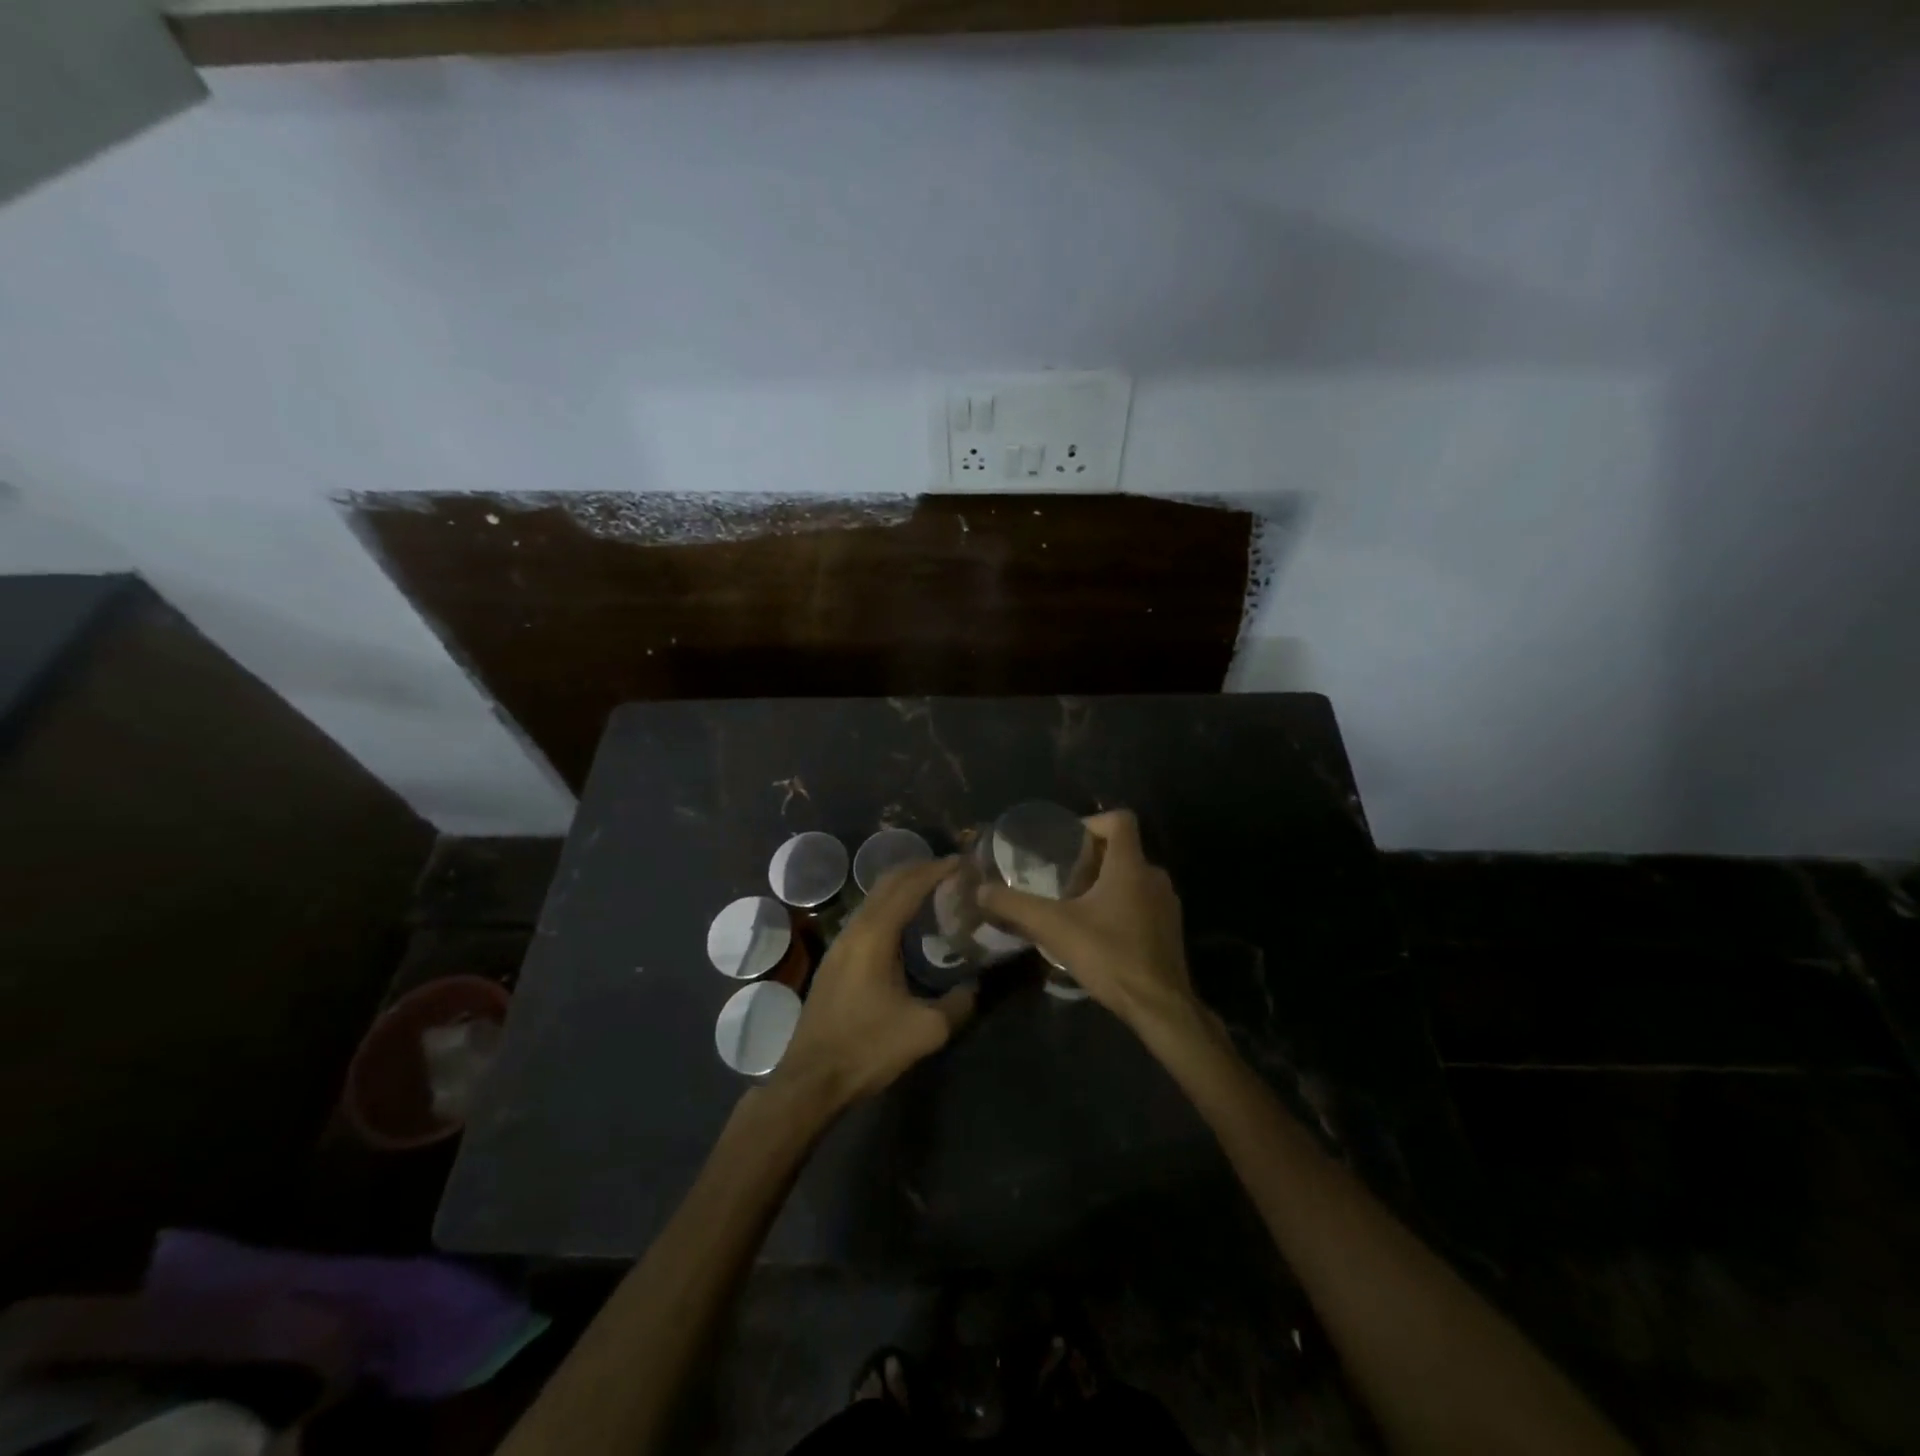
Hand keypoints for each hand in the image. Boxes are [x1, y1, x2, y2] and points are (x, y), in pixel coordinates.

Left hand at [773, 856, 974, 1111]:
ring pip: (875, 898)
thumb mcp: (926, 1030)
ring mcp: (840, 942)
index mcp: (875, 934)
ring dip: (904, 888)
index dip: (938, 869)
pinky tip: (908, 927)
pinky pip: (867, 916)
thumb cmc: (867, 1048)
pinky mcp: (835, 959)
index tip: (966, 862)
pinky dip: (891, 907)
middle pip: (889, 882)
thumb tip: (977, 984)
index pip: (910, 885)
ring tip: (936, 894)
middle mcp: (855, 928)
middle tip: (955, 873)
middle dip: (921, 870)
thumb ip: (959, 1002)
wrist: (811, 1080)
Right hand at [975, 810, 1200, 1039]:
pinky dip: (1119, 906)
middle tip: (1060, 878)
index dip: (1091, 823)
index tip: (1066, 844)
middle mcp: (1153, 876)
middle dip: (1090, 859)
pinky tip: (1097, 933)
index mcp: (1130, 865)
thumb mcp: (1053, 927)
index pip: (1119, 820)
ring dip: (1104, 884)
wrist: (1159, 1006)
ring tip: (1073, 906)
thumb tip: (980, 890)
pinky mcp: (1169, 929)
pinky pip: (1141, 902)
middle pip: (1122, 850)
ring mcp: (1166, 904)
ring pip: (1131, 878)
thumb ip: (1015, 905)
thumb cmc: (1109, 955)